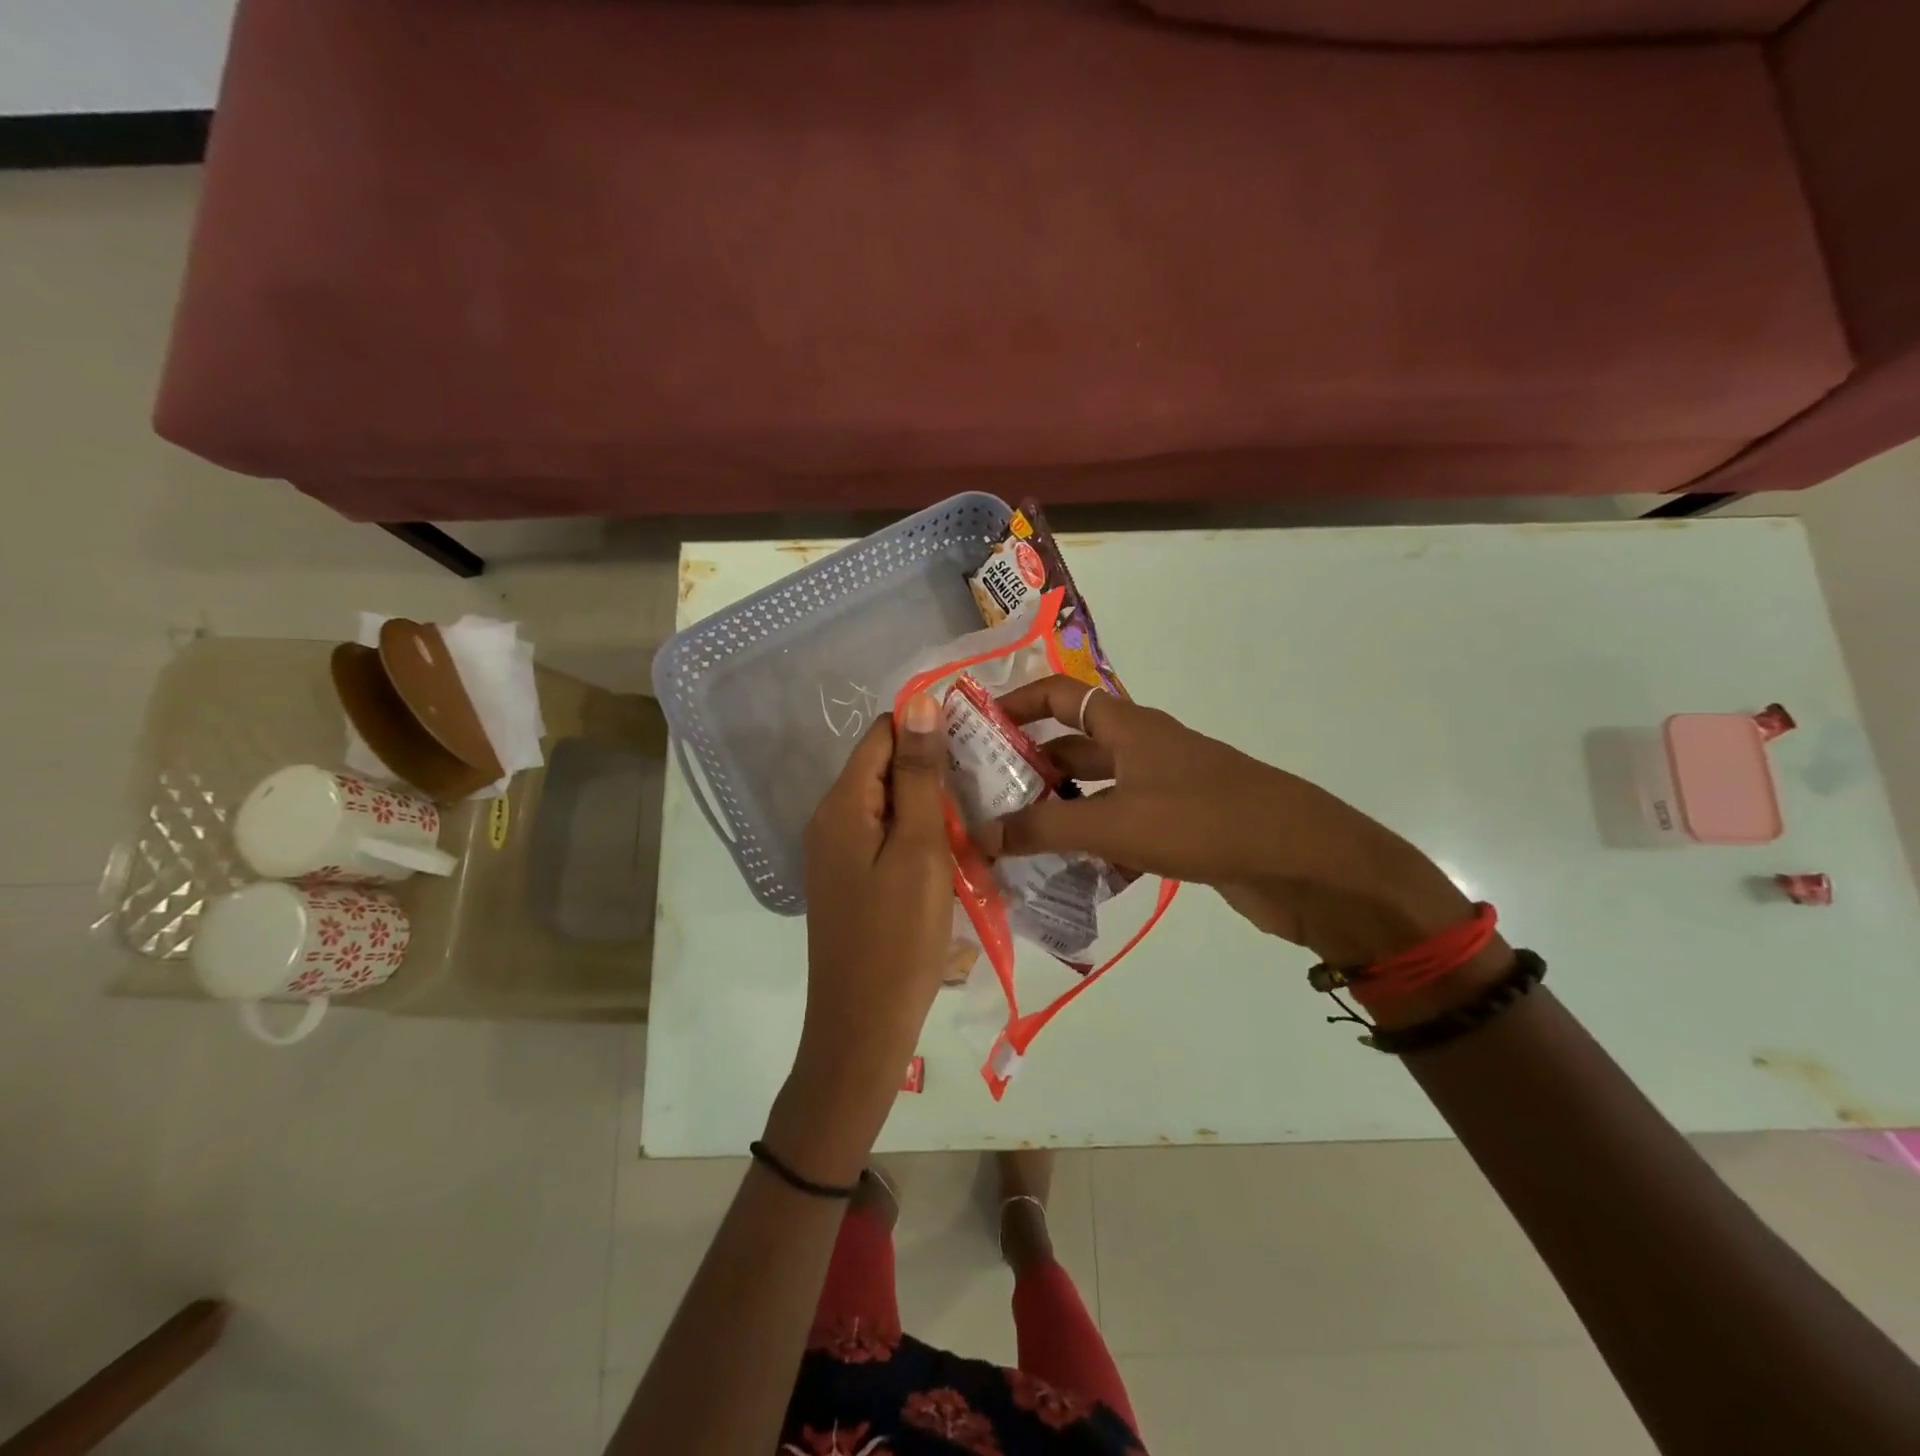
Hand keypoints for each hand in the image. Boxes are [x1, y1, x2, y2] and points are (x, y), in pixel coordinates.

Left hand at [766, 695, 952, 1184]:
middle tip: (985, 788)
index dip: (927, 731)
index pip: (883, 734)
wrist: (863, 1028)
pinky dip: (918, 838)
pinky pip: (885, 838)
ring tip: (976, 822)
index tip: (976, 748)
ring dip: (930, 807)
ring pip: (889, 805)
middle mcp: (830, 820)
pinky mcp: (850, 881)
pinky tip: (951, 856)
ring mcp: (837, 854)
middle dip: (932, 771)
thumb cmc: (899, 936)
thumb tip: (918, 702)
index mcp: (841, 804)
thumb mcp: (919, 848)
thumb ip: (919, 775)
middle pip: (884, 768)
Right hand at [979, 677, 1496, 982]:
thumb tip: (980, 836)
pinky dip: (1096, 847)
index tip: (975, 727)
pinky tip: (1071, 878)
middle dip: (1029, 769)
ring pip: (1096, 794)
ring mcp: (1164, 789)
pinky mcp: (1181, 828)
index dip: (1016, 702)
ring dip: (1059, 813)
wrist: (1303, 862)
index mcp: (1128, 727)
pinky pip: (1123, 829)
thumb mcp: (1115, 822)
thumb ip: (1044, 828)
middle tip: (982, 800)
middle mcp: (1143, 749)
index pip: (1059, 695)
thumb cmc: (1204, 821)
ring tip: (1013, 844)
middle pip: (1073, 748)